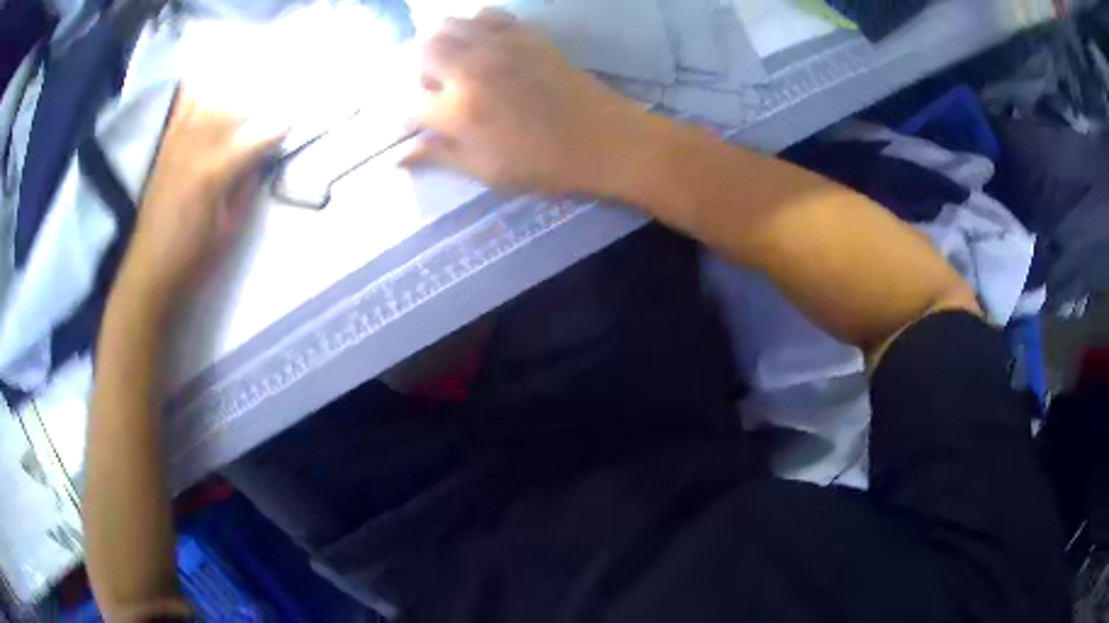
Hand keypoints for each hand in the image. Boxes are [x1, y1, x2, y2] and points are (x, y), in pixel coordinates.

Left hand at [117, 92, 284, 306]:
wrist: (149, 272)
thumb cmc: (192, 259)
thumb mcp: (229, 231)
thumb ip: (245, 189)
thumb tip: (259, 160)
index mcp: (214, 174)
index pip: (256, 138)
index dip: (279, 128)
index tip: (296, 121)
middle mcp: (195, 149)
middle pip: (232, 109)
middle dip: (256, 104)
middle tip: (272, 106)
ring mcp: (176, 145)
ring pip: (207, 102)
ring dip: (229, 95)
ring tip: (243, 92)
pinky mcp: (164, 149)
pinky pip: (181, 111)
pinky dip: (194, 95)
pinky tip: (205, 88)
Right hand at [405, 9, 649, 194]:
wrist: (605, 140)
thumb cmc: (545, 165)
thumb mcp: (487, 172)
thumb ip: (439, 157)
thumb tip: (397, 157)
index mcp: (458, 112)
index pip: (409, 104)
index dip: (406, 114)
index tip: (415, 121)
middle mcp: (471, 70)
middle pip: (421, 51)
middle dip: (419, 70)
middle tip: (436, 89)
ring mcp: (498, 46)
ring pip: (447, 25)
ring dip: (440, 43)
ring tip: (455, 63)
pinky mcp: (525, 34)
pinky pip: (486, 14)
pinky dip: (474, 24)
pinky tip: (483, 43)